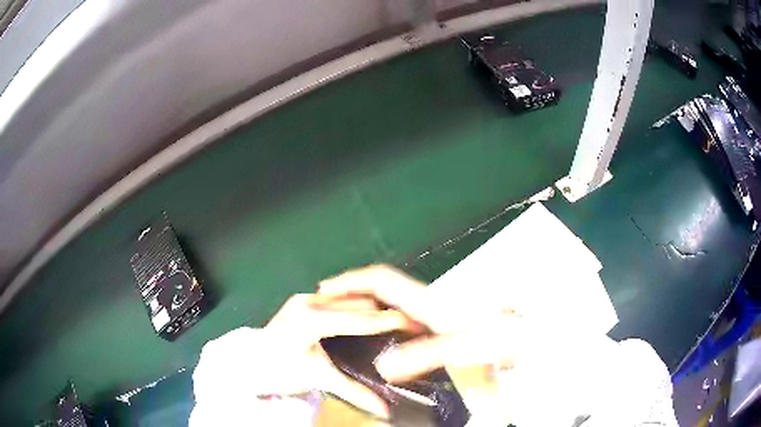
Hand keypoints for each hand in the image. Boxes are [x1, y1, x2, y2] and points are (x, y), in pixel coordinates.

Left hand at [194, 293, 411, 418]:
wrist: (250, 362)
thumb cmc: (281, 371)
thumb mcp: (318, 379)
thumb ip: (354, 392)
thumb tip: (386, 411)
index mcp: (313, 320)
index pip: (361, 318)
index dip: (389, 320)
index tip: (414, 323)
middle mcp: (310, 302)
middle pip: (359, 302)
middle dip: (386, 311)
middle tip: (410, 324)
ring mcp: (305, 298)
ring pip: (350, 296)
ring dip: (373, 307)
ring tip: (395, 319)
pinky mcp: (303, 300)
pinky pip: (339, 298)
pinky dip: (357, 306)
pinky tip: (369, 317)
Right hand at [314, 265, 526, 382]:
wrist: (530, 337)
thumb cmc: (502, 339)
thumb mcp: (465, 348)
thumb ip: (425, 355)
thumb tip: (384, 367)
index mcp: (430, 301)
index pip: (381, 279)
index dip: (351, 281)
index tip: (325, 289)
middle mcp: (430, 299)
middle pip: (383, 285)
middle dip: (353, 291)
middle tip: (330, 308)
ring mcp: (436, 308)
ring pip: (392, 299)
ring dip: (367, 304)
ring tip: (347, 321)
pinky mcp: (442, 319)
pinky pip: (403, 312)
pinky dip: (383, 317)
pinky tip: (381, 335)